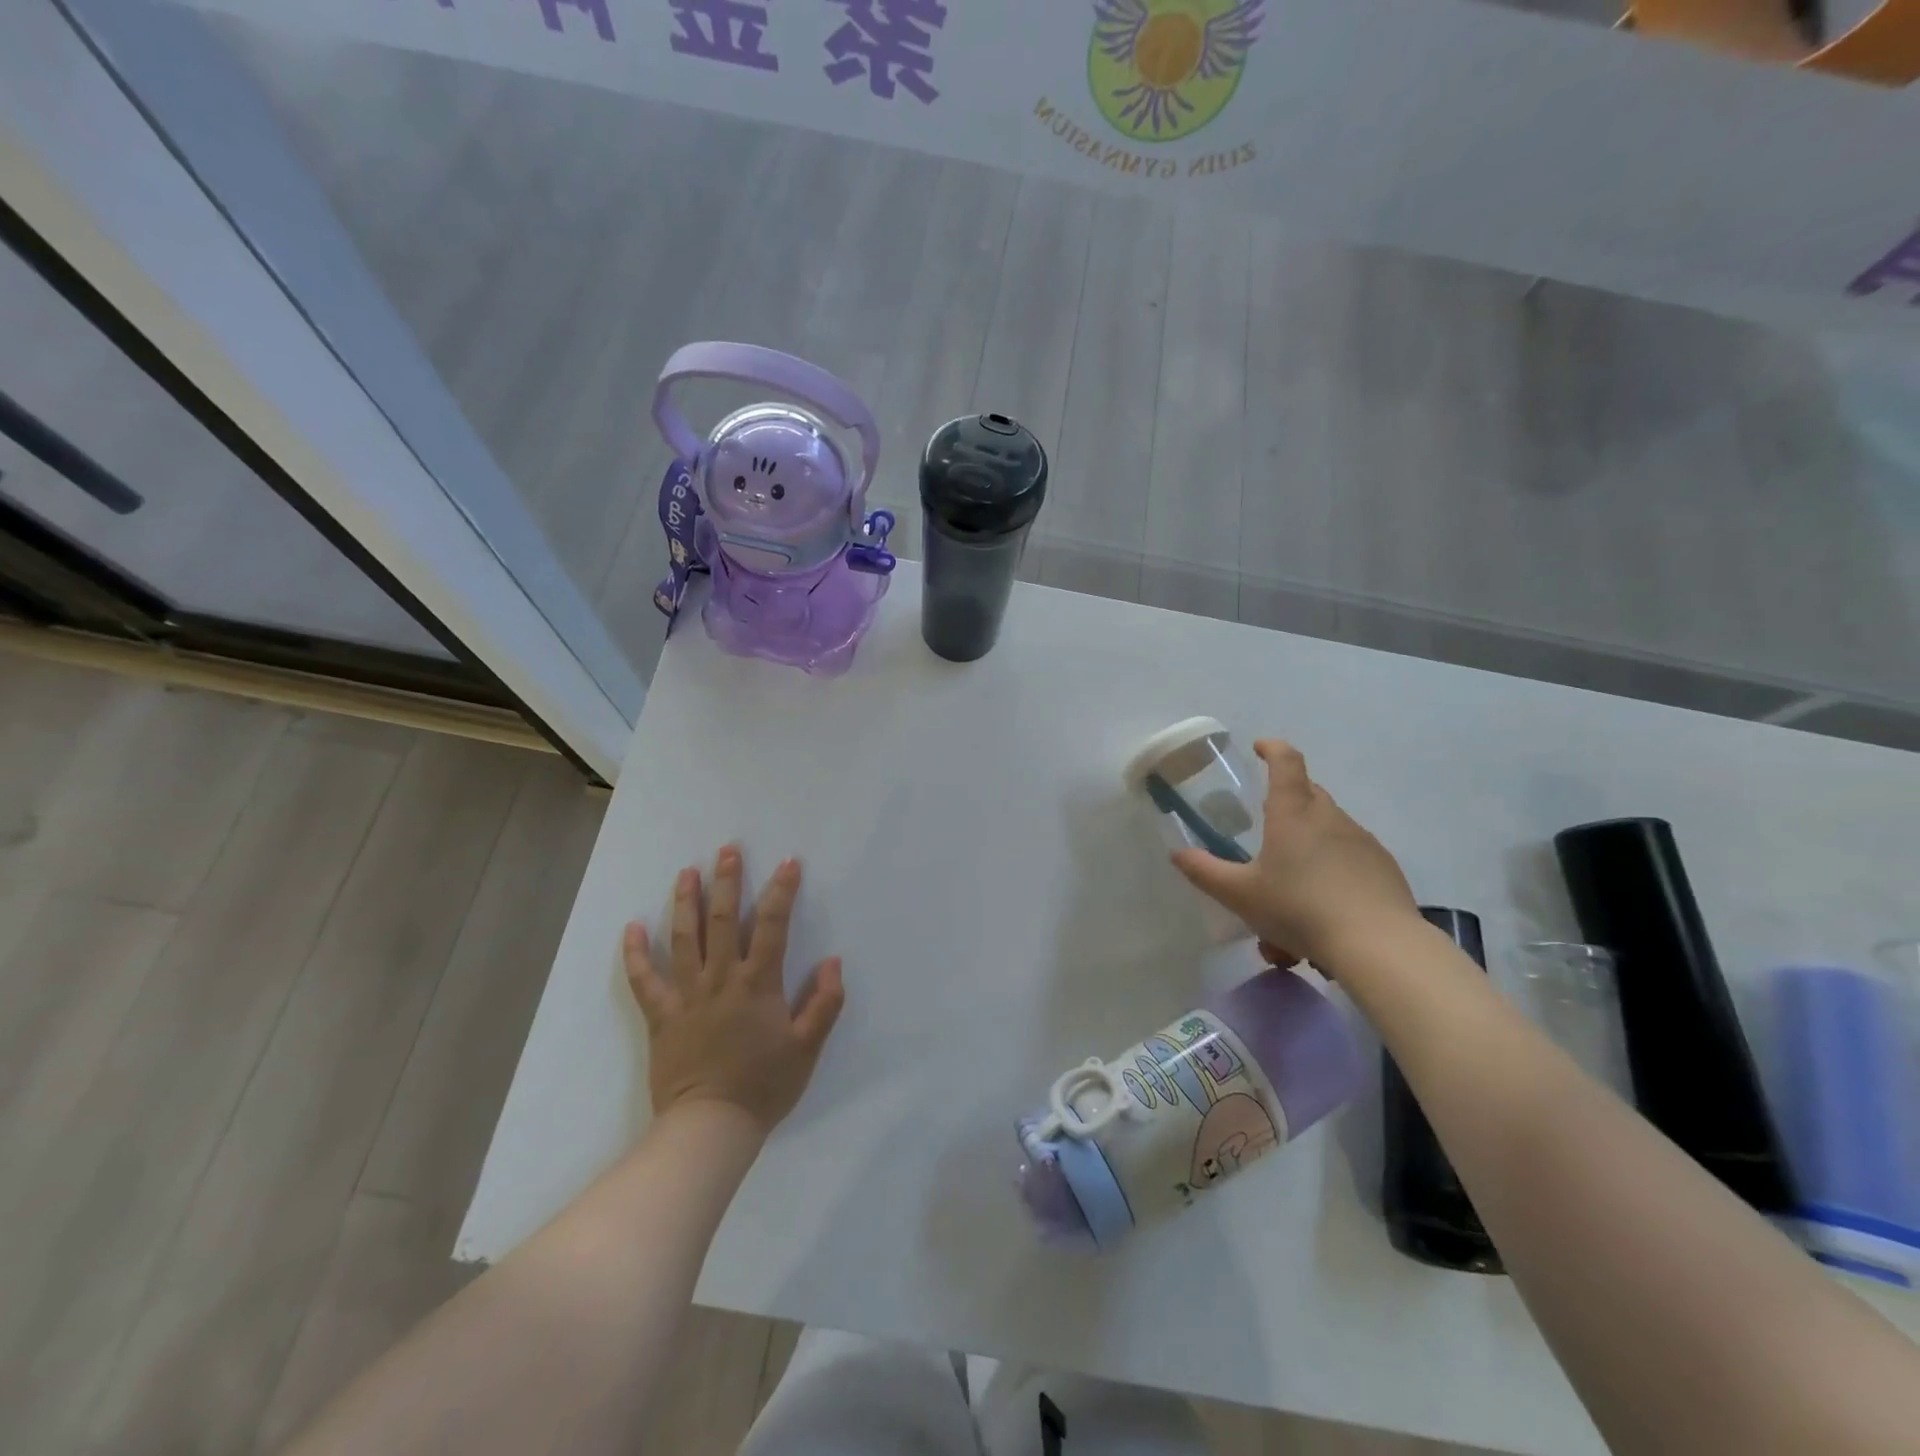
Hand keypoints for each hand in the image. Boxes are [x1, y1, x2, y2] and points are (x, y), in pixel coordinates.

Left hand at [623, 845, 844, 1133]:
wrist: (711, 1126)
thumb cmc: (764, 1085)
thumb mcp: (807, 1047)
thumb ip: (823, 1003)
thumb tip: (832, 962)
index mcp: (758, 983)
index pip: (773, 925)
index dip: (782, 890)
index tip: (789, 862)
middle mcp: (721, 978)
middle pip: (723, 920)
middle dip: (727, 881)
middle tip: (728, 849)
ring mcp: (687, 995)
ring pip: (684, 939)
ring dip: (686, 902)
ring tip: (687, 872)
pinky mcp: (662, 1016)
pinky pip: (645, 980)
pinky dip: (636, 954)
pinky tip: (632, 928)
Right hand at [1172, 739, 1418, 965]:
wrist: (1377, 945)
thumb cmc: (1299, 909)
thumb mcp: (1240, 895)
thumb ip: (1205, 872)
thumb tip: (1178, 854)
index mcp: (1293, 814)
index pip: (1286, 763)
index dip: (1273, 749)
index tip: (1260, 747)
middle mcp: (1329, 817)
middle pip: (1309, 792)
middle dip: (1288, 799)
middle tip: (1268, 826)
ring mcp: (1362, 840)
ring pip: (1331, 826)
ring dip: (1310, 841)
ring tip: (1293, 885)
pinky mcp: (1384, 866)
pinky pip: (1352, 854)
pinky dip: (1335, 866)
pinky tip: (1326, 903)